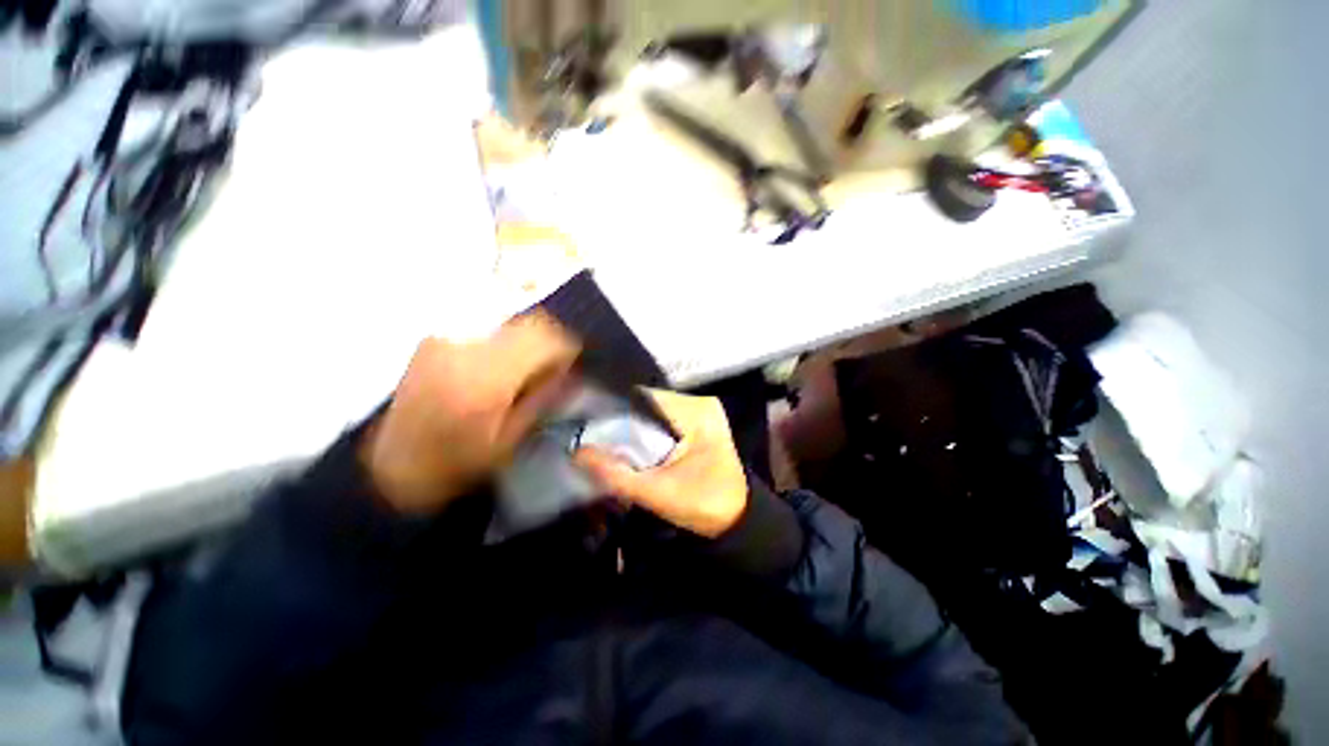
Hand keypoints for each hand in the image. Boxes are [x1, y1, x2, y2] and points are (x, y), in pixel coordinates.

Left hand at [361, 313, 579, 513]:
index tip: (574, 365)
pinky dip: (507, 342)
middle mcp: (465, 347)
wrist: (389, 465)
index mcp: (485, 378)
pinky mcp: (436, 339)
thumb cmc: (454, 464)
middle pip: (529, 322)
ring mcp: (446, 339)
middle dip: (551, 341)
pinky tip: (500, 369)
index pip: (543, 337)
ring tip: (527, 371)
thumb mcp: (510, 440)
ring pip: (510, 322)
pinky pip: (488, 329)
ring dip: (529, 341)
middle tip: (554, 368)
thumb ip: (543, 400)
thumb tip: (571, 373)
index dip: (567, 346)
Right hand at [575, 390, 747, 537]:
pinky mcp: (698, 422)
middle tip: (593, 438)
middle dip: (622, 421)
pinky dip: (646, 432)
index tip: (588, 426)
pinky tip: (630, 445)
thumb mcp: (658, 493)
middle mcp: (699, 402)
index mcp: (697, 411)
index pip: (644, 398)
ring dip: (632, 427)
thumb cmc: (705, 506)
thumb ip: (616, 474)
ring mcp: (700, 410)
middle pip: (647, 403)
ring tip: (606, 441)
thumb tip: (577, 452)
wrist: (737, 520)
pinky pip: (662, 420)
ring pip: (652, 411)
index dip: (614, 411)